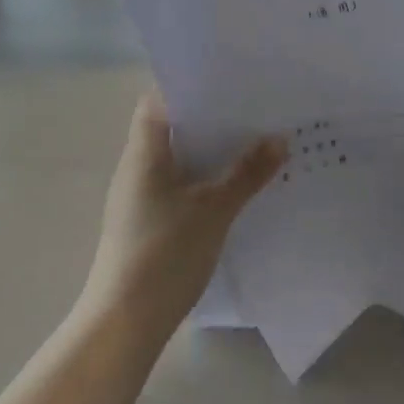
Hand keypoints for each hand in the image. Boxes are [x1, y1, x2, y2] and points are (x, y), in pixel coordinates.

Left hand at [81, 90, 285, 338]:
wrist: (123, 323)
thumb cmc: (164, 255)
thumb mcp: (214, 210)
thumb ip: (247, 173)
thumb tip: (280, 138)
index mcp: (144, 150)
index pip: (161, 97)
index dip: (191, 84)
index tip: (229, 80)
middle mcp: (136, 165)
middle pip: (172, 125)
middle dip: (211, 117)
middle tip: (253, 109)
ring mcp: (138, 194)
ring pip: (177, 156)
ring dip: (209, 149)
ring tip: (252, 141)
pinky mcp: (146, 219)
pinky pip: (177, 182)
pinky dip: (203, 175)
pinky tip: (233, 184)